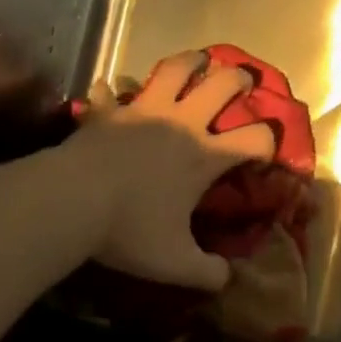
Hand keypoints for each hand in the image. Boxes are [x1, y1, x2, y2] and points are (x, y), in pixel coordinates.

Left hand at [70, 51, 277, 292]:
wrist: (71, 201)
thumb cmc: (128, 229)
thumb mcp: (173, 263)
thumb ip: (207, 273)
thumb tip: (229, 280)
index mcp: (204, 155)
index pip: (256, 138)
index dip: (269, 142)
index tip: (264, 153)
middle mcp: (182, 123)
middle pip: (222, 84)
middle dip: (239, 79)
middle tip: (241, 82)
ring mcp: (145, 110)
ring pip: (175, 68)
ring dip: (190, 61)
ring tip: (197, 61)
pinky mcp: (110, 110)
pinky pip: (112, 90)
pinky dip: (113, 88)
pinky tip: (108, 88)